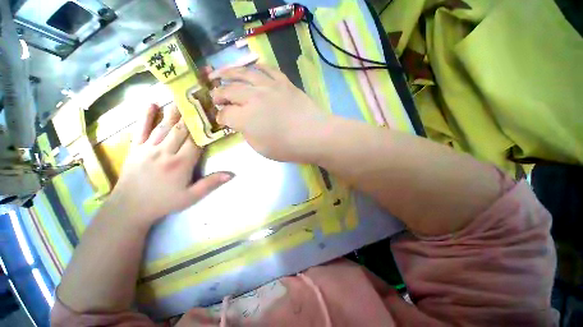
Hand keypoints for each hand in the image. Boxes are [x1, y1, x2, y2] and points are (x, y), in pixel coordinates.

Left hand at [107, 104, 232, 225]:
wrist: (129, 208)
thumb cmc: (164, 202)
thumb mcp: (191, 197)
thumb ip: (211, 183)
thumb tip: (231, 174)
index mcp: (181, 163)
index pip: (196, 141)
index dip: (204, 128)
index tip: (211, 116)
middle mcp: (165, 152)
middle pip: (181, 130)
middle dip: (191, 115)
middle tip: (199, 100)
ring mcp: (148, 148)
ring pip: (164, 126)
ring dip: (174, 112)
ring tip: (182, 98)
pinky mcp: (135, 148)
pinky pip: (141, 129)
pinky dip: (145, 116)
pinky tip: (151, 104)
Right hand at [210, 64, 327, 161]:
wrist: (314, 135)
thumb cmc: (287, 147)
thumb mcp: (261, 148)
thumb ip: (247, 133)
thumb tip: (242, 124)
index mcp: (245, 118)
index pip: (226, 114)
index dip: (221, 117)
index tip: (221, 120)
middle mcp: (253, 97)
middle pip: (230, 90)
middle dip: (218, 94)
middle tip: (215, 96)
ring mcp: (269, 87)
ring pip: (244, 73)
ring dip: (229, 72)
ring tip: (220, 73)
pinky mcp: (284, 83)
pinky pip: (268, 69)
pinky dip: (257, 67)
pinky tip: (252, 67)